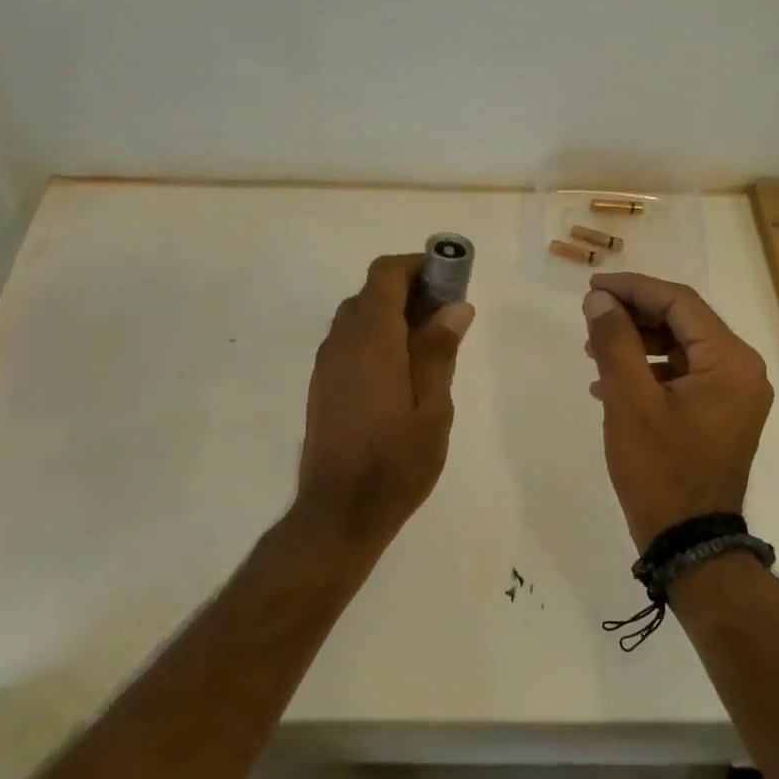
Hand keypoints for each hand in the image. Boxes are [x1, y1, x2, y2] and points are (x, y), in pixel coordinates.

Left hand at [295, 254, 474, 547]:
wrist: (339, 512)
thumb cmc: (396, 462)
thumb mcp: (433, 409)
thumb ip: (439, 351)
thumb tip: (455, 306)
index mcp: (371, 340)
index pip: (385, 275)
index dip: (416, 266)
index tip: (448, 279)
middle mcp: (342, 341)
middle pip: (371, 292)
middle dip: (409, 290)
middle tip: (446, 316)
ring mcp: (327, 363)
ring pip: (358, 316)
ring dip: (391, 314)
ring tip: (428, 345)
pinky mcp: (322, 384)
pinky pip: (349, 341)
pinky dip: (375, 337)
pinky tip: (400, 371)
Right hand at [583, 274, 773, 551]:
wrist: (689, 542)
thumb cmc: (660, 469)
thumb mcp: (630, 400)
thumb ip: (615, 342)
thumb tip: (599, 299)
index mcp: (730, 361)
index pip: (680, 302)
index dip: (633, 288)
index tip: (592, 287)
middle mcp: (742, 370)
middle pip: (683, 321)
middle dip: (633, 314)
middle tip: (590, 315)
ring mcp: (733, 394)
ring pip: (680, 347)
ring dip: (637, 342)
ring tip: (592, 350)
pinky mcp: (720, 414)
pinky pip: (682, 375)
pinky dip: (648, 371)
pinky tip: (609, 384)